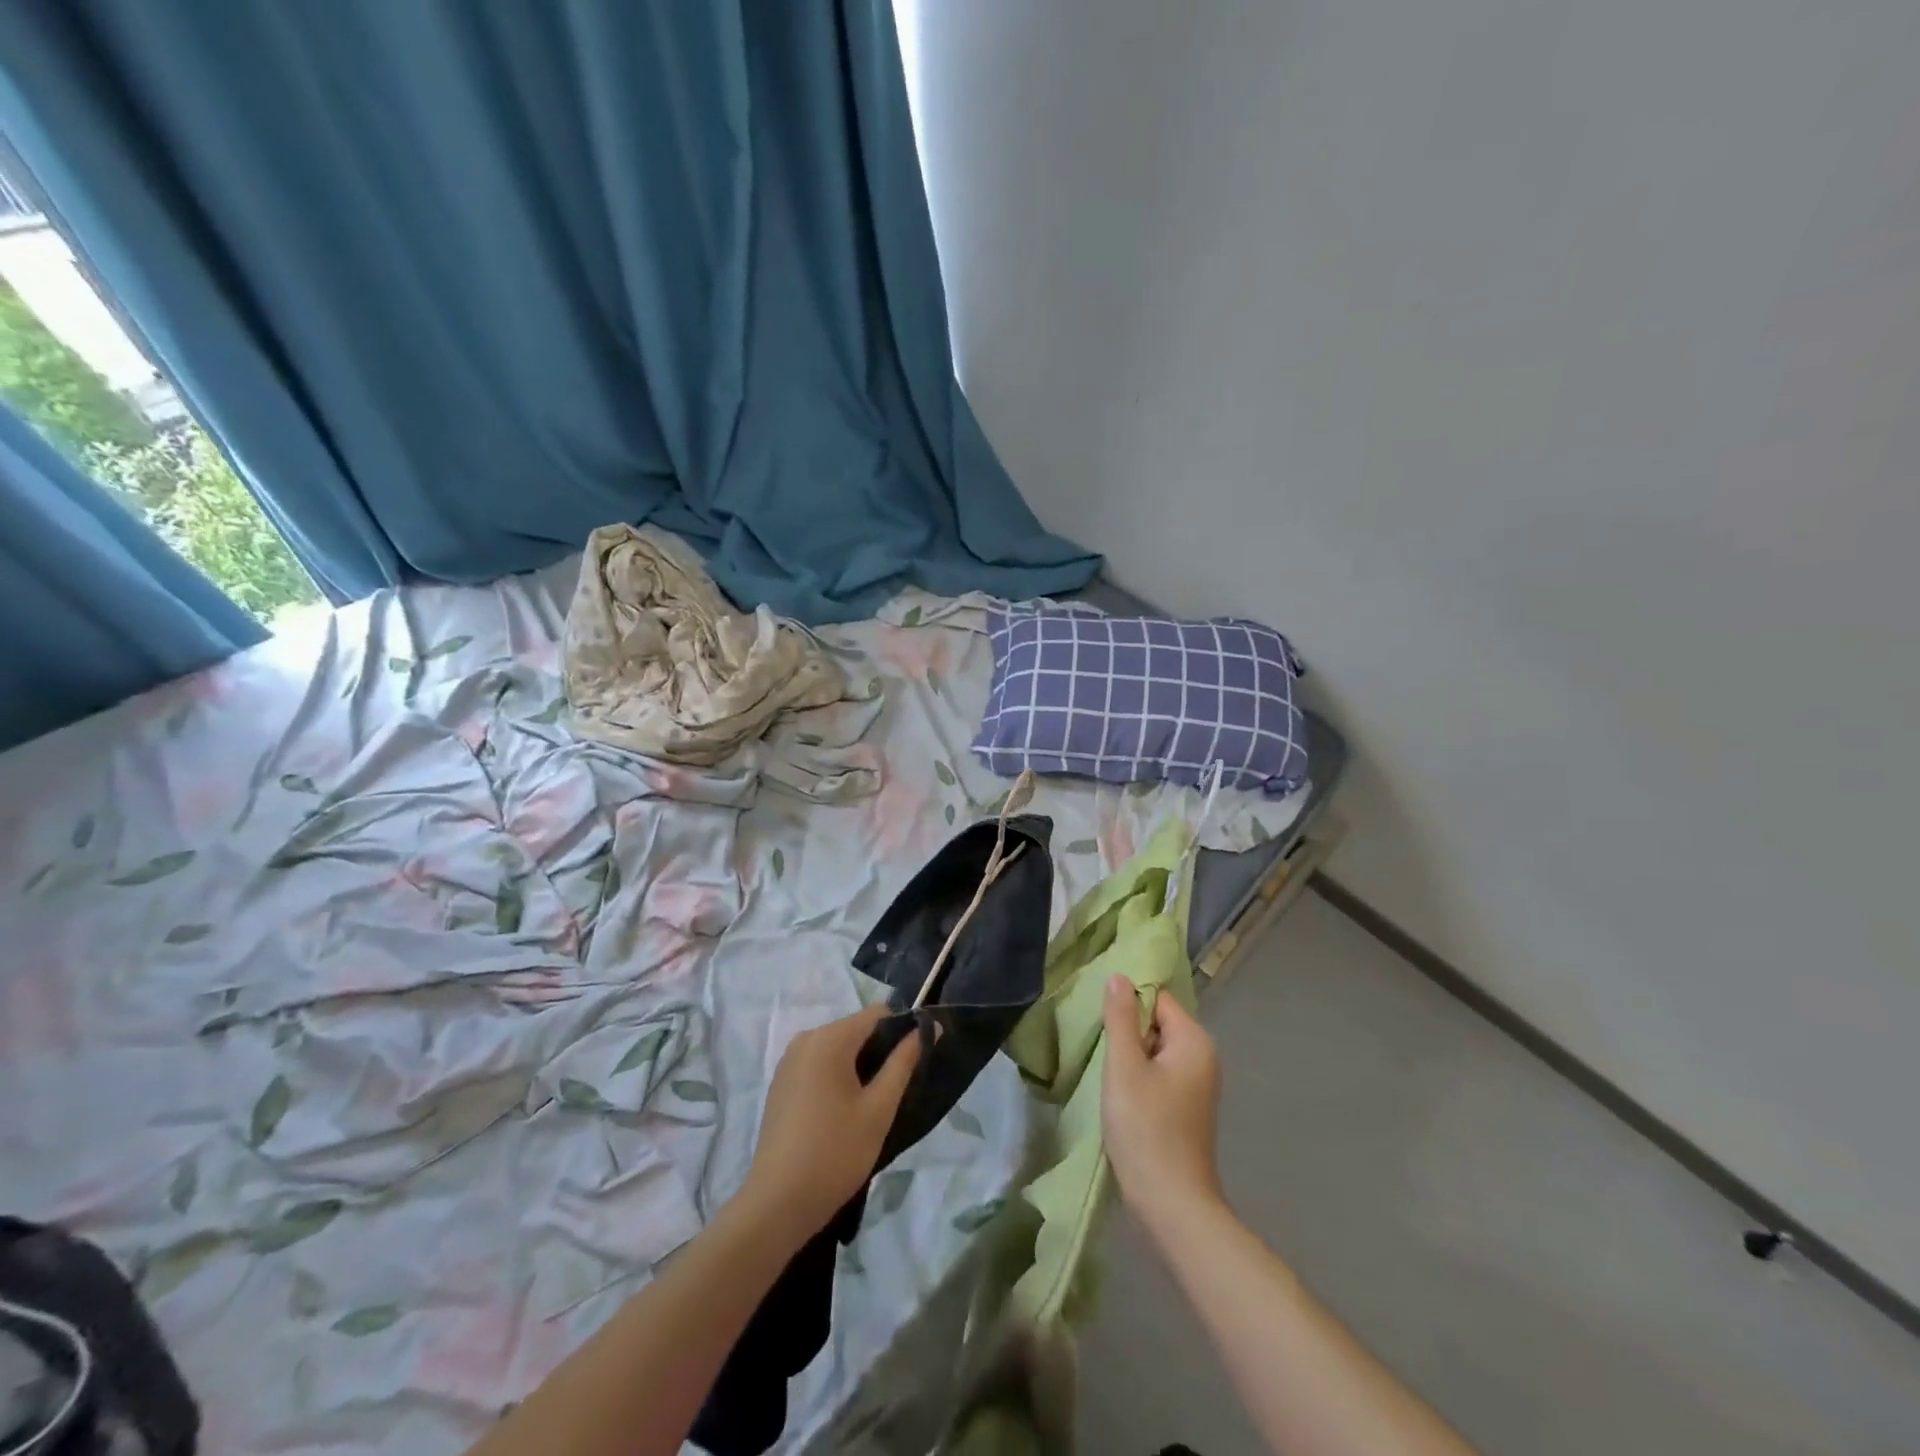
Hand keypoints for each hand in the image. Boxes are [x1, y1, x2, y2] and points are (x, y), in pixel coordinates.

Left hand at [740, 1004, 921, 1242]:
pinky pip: (819, 1065)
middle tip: (895, 1092)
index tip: (917, 1062)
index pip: (878, 1014)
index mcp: (829, 1038)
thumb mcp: (879, 1108)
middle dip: (880, 1052)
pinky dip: (837, 1078)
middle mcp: (806, 1038)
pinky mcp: (781, 1083)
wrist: (777, 1204)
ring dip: (859, 1067)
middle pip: (856, 1029)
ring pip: (838, 1049)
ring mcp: (789, 1061)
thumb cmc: (835, 1152)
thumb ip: (904, 1062)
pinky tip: (843, 1114)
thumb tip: (926, 1027)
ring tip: (871, 1106)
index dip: (903, 1031)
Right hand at [1102, 975, 1224, 1233]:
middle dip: (1128, 1031)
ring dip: (1131, 1056)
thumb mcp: (1124, 1066)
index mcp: (1194, 1040)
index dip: (1128, 1005)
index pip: (1157, 998)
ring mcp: (1199, 1084)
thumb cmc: (1146, 1128)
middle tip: (1101, 1048)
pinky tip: (1122, 1095)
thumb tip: (1120, 977)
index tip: (1101, 1021)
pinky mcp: (1189, 1107)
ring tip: (1107, 1072)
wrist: (1172, 1203)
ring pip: (1156, 1050)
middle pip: (1158, 1022)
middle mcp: (1204, 1056)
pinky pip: (1161, 1073)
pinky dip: (1140, 1077)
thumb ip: (1121, 1017)